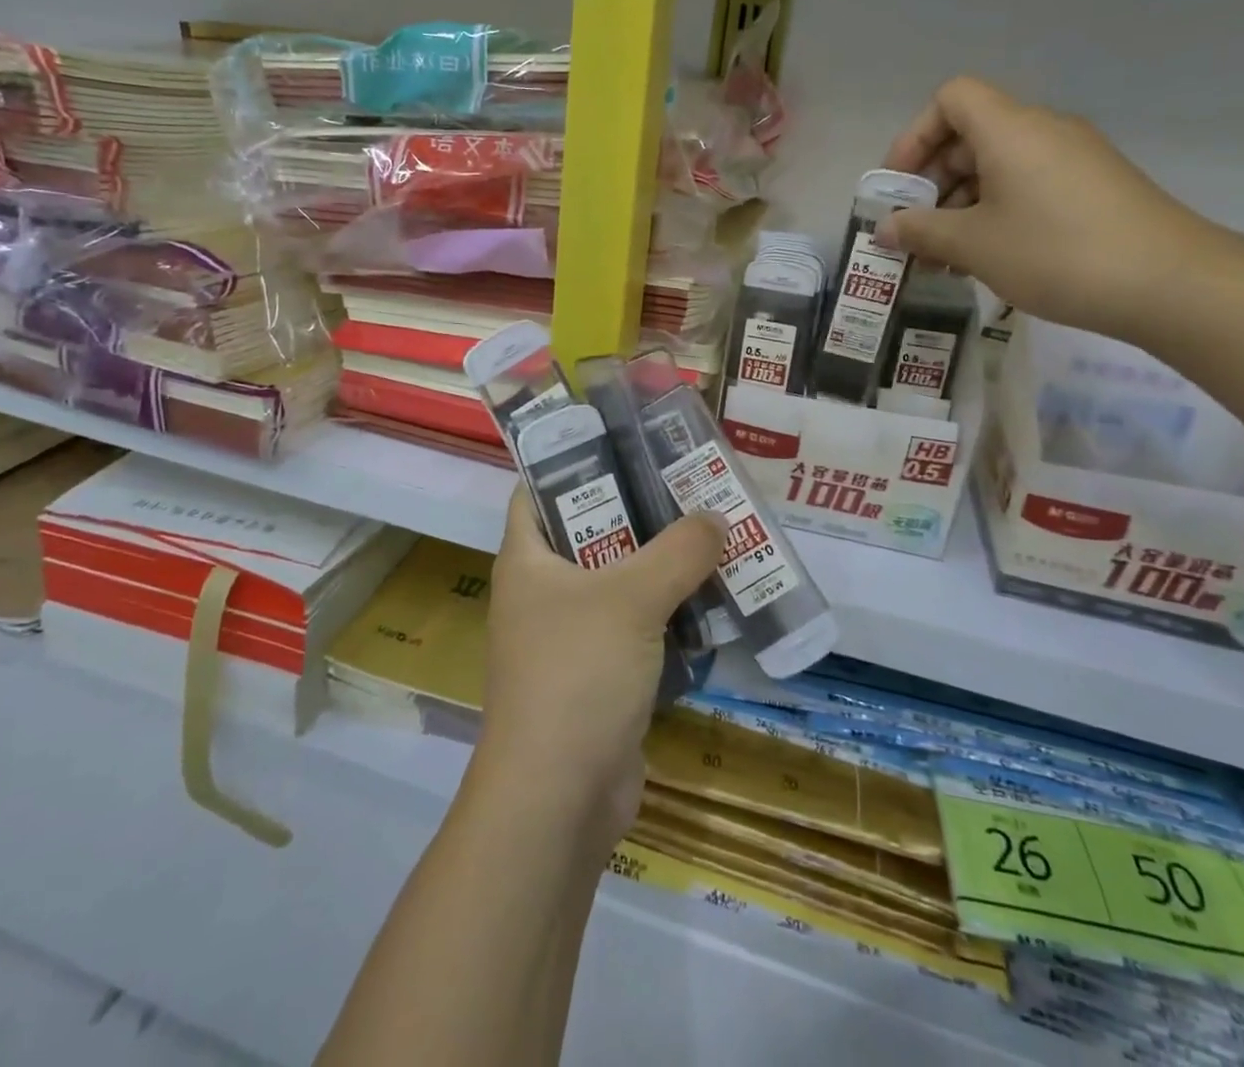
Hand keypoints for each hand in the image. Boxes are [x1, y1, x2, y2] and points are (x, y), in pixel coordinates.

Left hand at [473, 491, 725, 845]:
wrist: (558, 799)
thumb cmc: (577, 674)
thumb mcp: (632, 598)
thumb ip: (679, 551)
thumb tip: (716, 517)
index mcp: (528, 560)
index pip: (538, 490)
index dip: (575, 462)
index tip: (628, 444)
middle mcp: (542, 593)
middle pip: (590, 533)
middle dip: (639, 513)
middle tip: (691, 489)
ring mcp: (569, 638)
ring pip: (619, 584)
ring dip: (662, 567)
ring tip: (713, 537)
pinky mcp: (598, 678)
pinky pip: (636, 631)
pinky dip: (668, 617)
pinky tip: (712, 603)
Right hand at [877, 76, 1224, 342]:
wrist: (1170, 283)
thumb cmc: (1055, 253)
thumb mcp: (973, 245)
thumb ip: (920, 231)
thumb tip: (886, 227)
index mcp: (1010, 129)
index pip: (951, 99)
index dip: (915, 136)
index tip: (900, 186)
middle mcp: (1043, 131)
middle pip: (970, 135)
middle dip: (932, 182)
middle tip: (916, 231)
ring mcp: (1073, 158)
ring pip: (998, 166)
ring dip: (961, 205)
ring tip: (945, 257)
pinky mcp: (1092, 187)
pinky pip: (1027, 185)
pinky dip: (996, 212)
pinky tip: (986, 258)